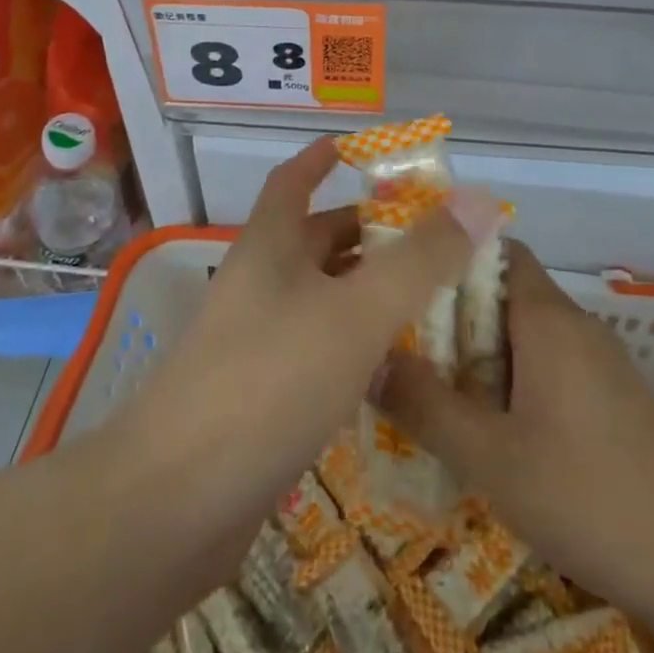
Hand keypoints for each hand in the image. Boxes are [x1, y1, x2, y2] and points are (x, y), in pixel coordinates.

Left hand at [110, 138, 500, 591]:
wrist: (174, 504)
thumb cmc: (270, 380)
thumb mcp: (357, 311)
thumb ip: (421, 259)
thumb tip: (479, 200)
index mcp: (270, 246)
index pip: (293, 181)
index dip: (321, 159)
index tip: (356, 148)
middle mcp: (260, 285)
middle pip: (314, 241)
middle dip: (367, 232)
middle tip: (428, 236)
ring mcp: (255, 343)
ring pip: (321, 299)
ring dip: (366, 292)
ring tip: (426, 297)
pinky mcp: (261, 398)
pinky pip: (317, 352)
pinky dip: (354, 347)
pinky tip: (394, 368)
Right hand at [377, 243, 653, 631]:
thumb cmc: (594, 495)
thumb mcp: (493, 458)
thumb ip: (425, 406)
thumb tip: (367, 358)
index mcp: (545, 317)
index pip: (494, 249)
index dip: (446, 255)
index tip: (400, 283)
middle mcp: (572, 325)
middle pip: (500, 294)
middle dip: (448, 317)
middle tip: (398, 350)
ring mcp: (596, 364)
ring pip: (521, 338)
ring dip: (476, 358)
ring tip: (427, 395)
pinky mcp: (610, 401)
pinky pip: (544, 371)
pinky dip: (508, 387)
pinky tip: (487, 437)